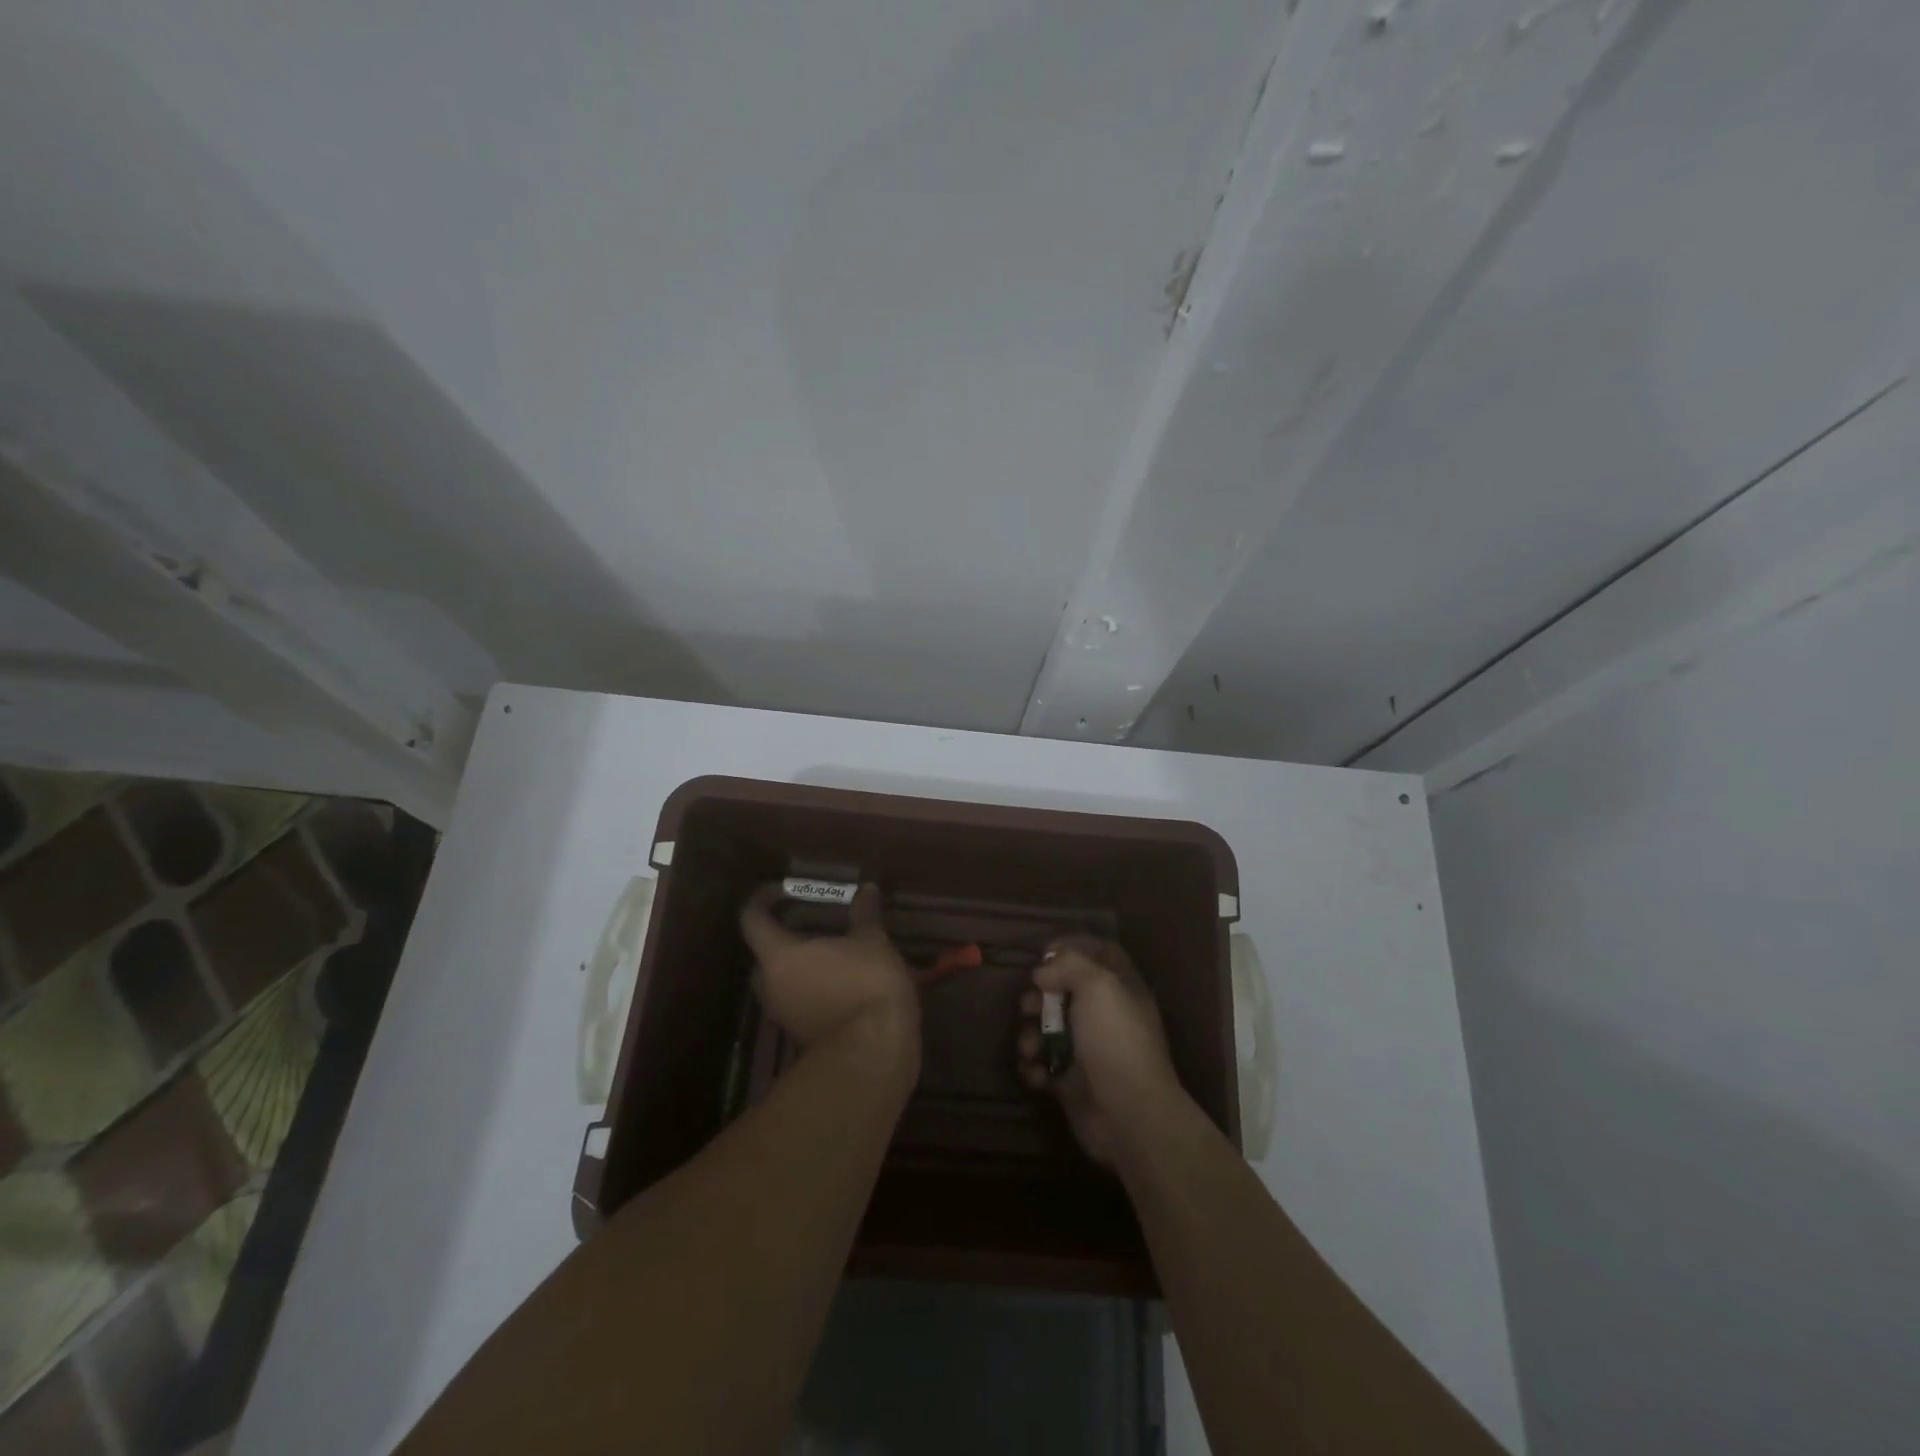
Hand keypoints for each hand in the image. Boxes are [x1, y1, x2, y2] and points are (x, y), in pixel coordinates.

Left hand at [738, 883, 918, 1052]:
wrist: (874, 1050)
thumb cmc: (866, 983)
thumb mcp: (872, 941)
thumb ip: (864, 914)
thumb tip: (867, 890)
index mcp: (779, 955)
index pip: (752, 920)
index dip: (762, 900)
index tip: (782, 890)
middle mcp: (771, 985)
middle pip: (764, 954)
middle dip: (783, 937)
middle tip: (811, 924)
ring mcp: (783, 1015)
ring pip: (781, 982)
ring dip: (800, 966)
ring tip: (832, 952)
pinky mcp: (801, 1036)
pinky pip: (798, 1002)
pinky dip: (812, 988)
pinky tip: (842, 981)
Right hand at [1016, 935, 1181, 1167]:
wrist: (1128, 1114)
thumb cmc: (1115, 1040)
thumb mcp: (1098, 986)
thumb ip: (1069, 965)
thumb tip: (1043, 972)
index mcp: (1120, 988)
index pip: (1100, 952)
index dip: (1073, 946)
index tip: (1044, 951)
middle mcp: (1105, 1016)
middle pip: (1065, 991)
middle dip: (1040, 995)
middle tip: (1028, 1004)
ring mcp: (1087, 1050)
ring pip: (1048, 1029)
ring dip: (1031, 1034)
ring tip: (1030, 1046)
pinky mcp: (1071, 1082)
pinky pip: (1043, 1064)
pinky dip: (1033, 1066)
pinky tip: (1036, 1072)